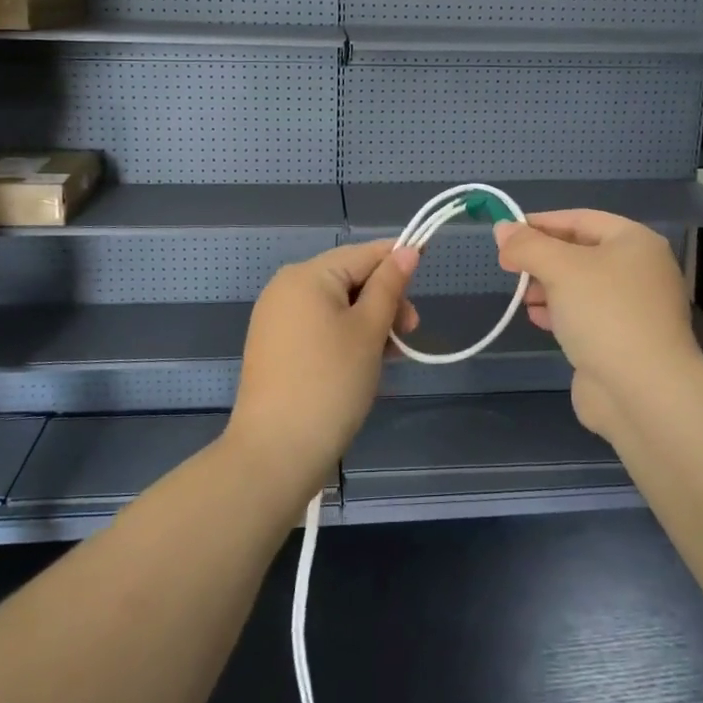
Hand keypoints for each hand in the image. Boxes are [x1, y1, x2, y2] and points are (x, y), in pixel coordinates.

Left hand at [226, 239, 419, 497]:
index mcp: (307, 275)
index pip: (364, 253)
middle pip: (349, 278)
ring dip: (369, 323)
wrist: (276, 452)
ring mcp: (276, 319)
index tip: (427, 281)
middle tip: (410, 334)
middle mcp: (286, 288)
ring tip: (391, 355)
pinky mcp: (275, 347)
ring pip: (336, 306)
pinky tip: (365, 363)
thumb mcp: (369, 331)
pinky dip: (345, 337)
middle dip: (384, 300)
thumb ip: (389, 286)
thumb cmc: (330, 383)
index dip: (399, 262)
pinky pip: (319, 327)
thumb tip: (408, 249)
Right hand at [495, 211, 702, 434]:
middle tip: (509, 267)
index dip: (541, 223)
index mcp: (635, 242)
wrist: (643, 392)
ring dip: (548, 287)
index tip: (506, 233)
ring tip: (522, 295)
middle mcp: (640, 270)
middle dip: (543, 258)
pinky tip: (537, 318)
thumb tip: (502, 228)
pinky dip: (560, 312)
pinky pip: (586, 316)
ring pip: (581, 286)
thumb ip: (528, 245)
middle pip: (581, 252)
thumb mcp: (560, 268)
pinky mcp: (625, 341)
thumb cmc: (604, 313)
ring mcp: (635, 308)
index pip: (581, 219)